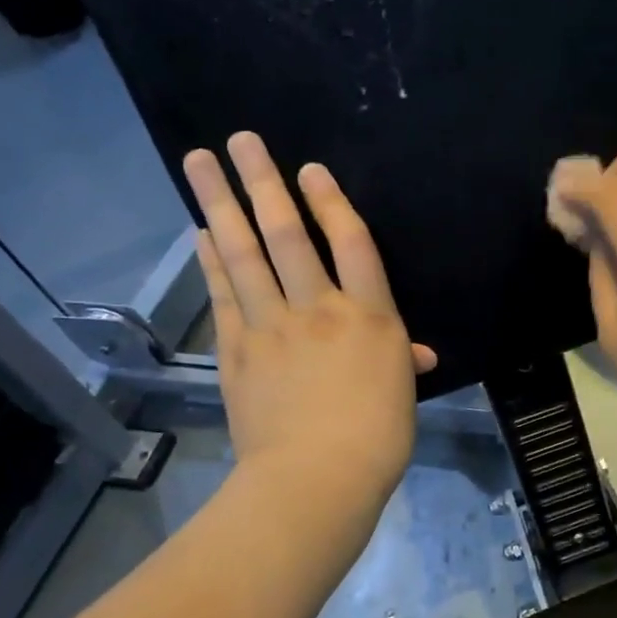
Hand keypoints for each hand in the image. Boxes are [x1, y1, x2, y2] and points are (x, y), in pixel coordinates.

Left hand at [183, 133, 435, 498]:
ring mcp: (271, 327)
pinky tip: (199, 233)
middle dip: (263, 183)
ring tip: (199, 163)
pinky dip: (210, 262)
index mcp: (370, 317)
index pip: (352, 243)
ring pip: (244, 254)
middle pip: (288, 234)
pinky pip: (223, 295)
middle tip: (240, 140)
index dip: (332, 202)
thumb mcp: (401, 394)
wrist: (318, 478)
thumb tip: (418, 353)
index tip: (310, 170)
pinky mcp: (236, 351)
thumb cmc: (378, 438)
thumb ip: (402, 362)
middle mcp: (318, 309)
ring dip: (220, 204)